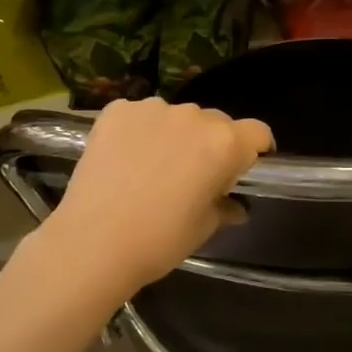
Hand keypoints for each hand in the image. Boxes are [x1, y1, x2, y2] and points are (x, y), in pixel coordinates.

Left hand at [39, 98, 273, 293]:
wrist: (93, 242)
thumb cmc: (160, 240)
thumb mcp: (204, 227)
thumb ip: (224, 207)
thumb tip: (234, 206)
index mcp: (225, 144)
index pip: (258, 132)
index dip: (256, 149)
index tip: (244, 168)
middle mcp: (194, 117)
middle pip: (216, 122)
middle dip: (213, 143)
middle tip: (194, 175)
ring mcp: (153, 109)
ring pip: (177, 116)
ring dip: (175, 135)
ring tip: (154, 167)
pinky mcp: (117, 110)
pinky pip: (140, 115)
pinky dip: (140, 131)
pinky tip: (125, 158)